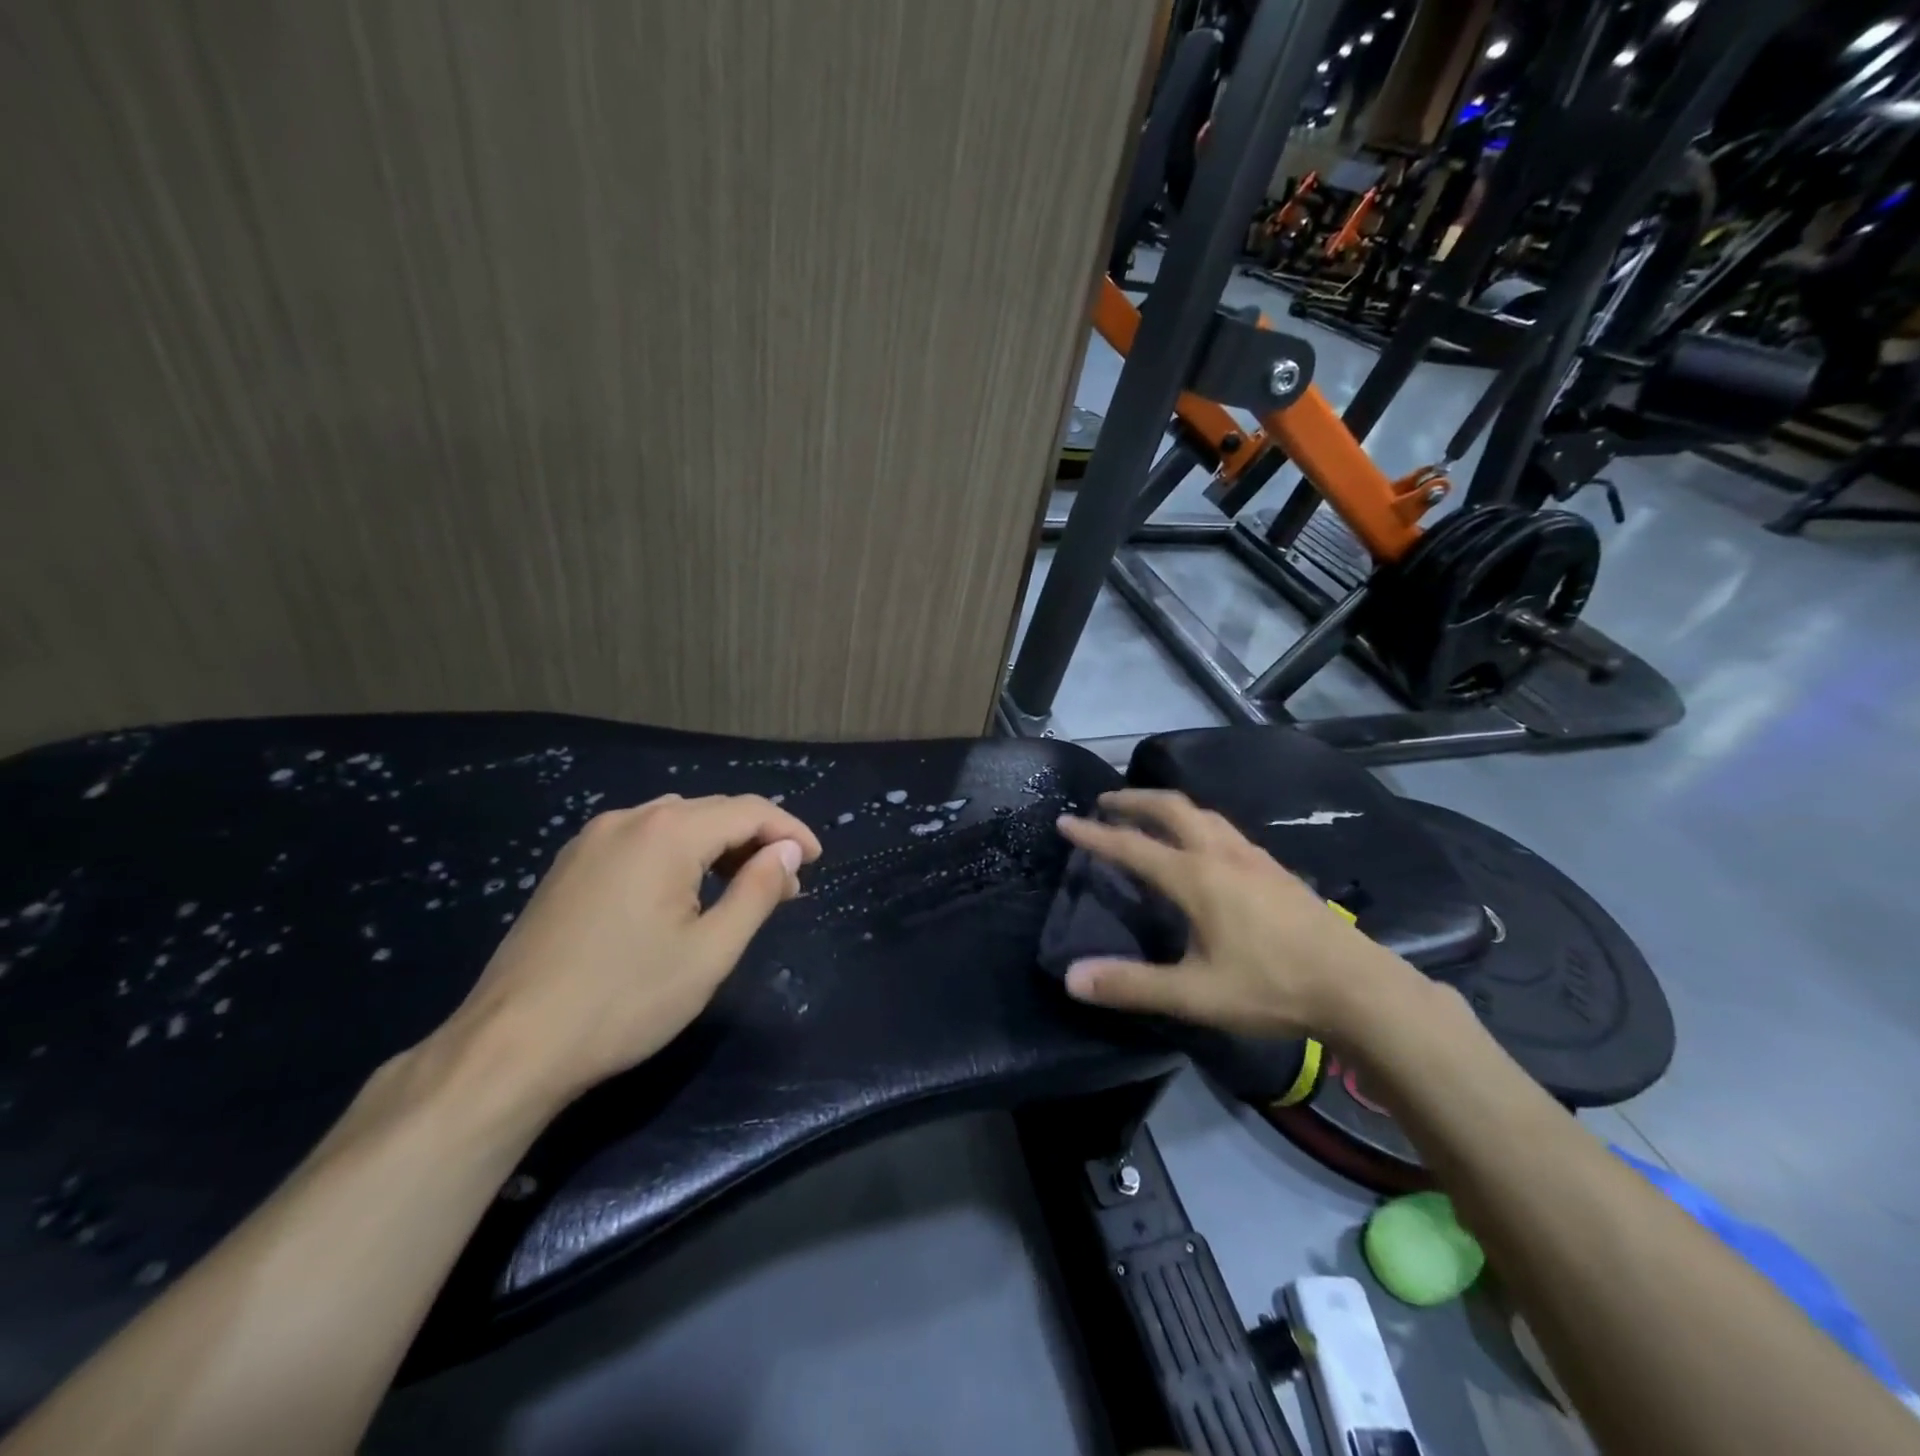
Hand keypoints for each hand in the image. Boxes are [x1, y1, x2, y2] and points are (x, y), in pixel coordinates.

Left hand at [438, 793, 822, 1109]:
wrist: (511, 1047)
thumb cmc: (625, 1000)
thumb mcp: (710, 952)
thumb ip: (758, 892)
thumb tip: (786, 851)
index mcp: (666, 833)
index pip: (748, 811)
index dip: (790, 831)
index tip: (816, 861)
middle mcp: (627, 819)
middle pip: (712, 812)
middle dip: (756, 841)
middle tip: (786, 886)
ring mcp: (591, 840)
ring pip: (675, 823)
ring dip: (718, 847)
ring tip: (740, 890)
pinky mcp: (569, 865)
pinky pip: (641, 840)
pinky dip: (678, 855)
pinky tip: (684, 893)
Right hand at [1056, 789, 1409, 1039]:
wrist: (1358, 987)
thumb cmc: (1272, 987)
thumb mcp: (1195, 995)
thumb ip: (1131, 984)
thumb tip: (1071, 978)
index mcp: (1196, 878)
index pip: (1132, 846)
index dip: (1094, 834)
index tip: (1066, 821)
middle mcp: (1222, 855)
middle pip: (1171, 808)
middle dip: (1134, 800)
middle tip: (1106, 803)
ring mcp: (1254, 858)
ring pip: (1203, 814)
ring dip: (1168, 807)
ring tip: (1149, 816)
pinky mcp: (1276, 869)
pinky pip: (1226, 829)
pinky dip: (1198, 822)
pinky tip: (1205, 846)